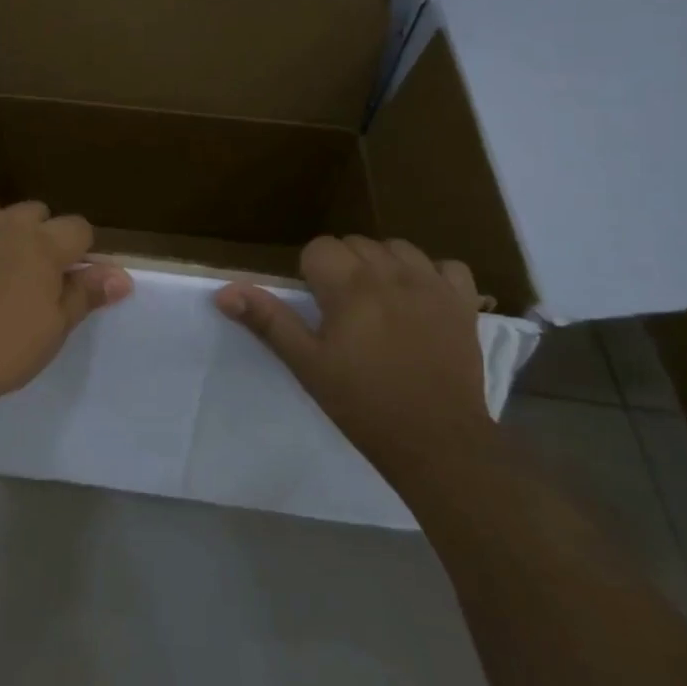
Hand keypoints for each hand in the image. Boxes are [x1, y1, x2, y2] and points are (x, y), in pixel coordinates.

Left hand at [0, 195, 132, 408]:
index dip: (80, 252)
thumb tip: (122, 276)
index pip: (78, 228)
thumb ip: (87, 293)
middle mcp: (5, 225)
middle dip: (39, 235)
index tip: (71, 280)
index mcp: (43, 244)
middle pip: (33, 211)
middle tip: (32, 277)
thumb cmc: (7, 348)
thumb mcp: (56, 327)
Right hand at [215, 236, 488, 469]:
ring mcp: (432, 285)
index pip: (320, 248)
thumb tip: (223, 291)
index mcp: (350, 287)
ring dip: (382, 265)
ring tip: (379, 302)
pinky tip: (421, 300)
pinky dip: (431, 274)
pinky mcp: (463, 303)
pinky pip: (446, 266)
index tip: (317, 307)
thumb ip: (268, 320)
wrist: (437, 442)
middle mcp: (391, 274)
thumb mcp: (307, 364)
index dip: (311, 274)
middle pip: (356, 243)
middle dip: (343, 267)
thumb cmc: (362, 404)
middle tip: (342, 311)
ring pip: (397, 247)